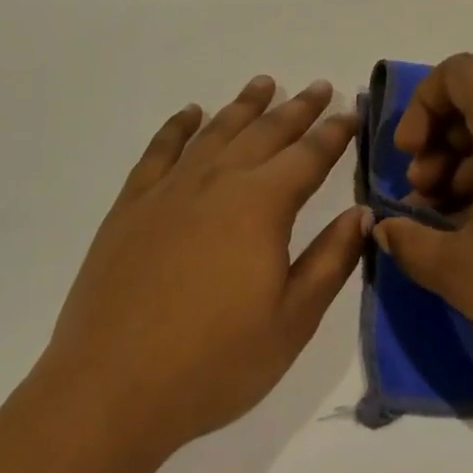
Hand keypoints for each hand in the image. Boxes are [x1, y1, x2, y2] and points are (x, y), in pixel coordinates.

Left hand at [31, 77, 366, 467]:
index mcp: (261, 206)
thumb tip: (362, 213)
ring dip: (244, 105)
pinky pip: (160, 150)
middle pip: (266, 132)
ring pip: (216, 132)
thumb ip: (330, 261)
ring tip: (264, 83)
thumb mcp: (291, 321)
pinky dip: (178, 126)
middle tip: (319, 87)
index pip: (309, 156)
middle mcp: (218, 182)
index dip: (334, 133)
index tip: (351, 112)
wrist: (110, 389)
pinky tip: (191, 113)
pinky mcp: (131, 205)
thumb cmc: (214, 364)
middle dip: (297, 108)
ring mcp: (169, 189)